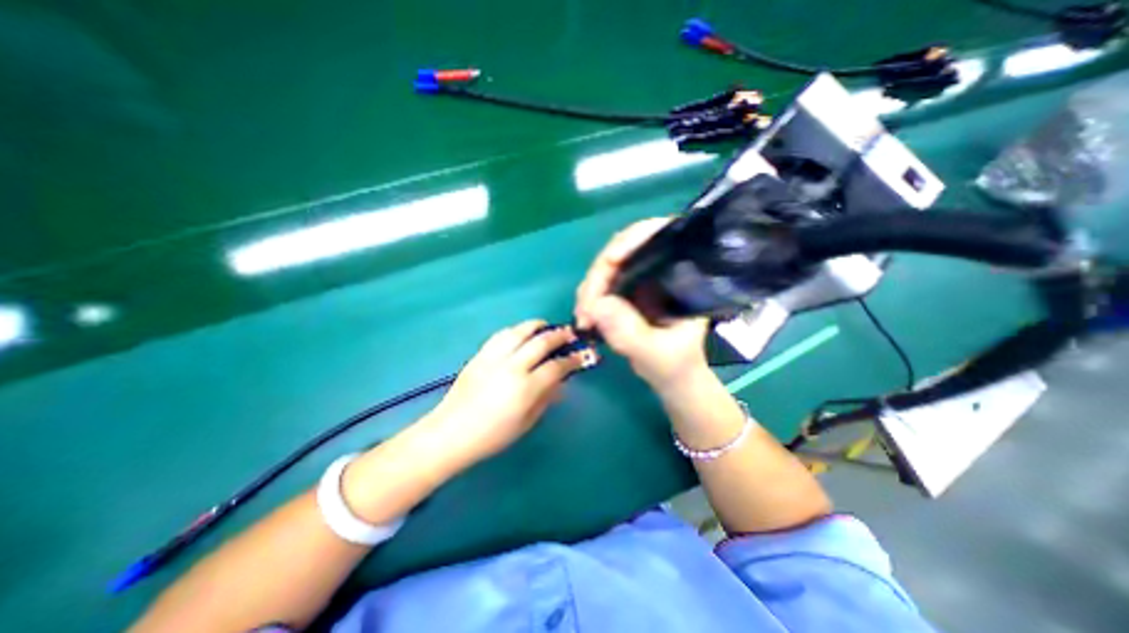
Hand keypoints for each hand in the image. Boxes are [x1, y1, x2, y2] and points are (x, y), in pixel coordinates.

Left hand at [423, 320, 593, 467]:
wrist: (451, 432)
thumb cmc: (492, 436)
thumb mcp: (527, 422)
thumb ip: (546, 398)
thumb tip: (561, 382)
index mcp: (526, 388)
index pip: (556, 366)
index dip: (572, 359)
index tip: (581, 356)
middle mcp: (512, 367)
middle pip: (541, 342)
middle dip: (559, 335)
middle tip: (569, 334)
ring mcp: (494, 358)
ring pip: (520, 331)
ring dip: (537, 326)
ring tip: (546, 326)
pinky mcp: (480, 355)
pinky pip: (501, 335)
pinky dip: (516, 330)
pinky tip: (521, 333)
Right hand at [577, 220, 707, 391]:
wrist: (672, 377)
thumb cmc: (676, 364)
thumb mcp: (657, 354)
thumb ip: (630, 333)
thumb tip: (595, 305)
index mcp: (682, 273)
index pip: (659, 235)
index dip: (633, 240)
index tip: (611, 261)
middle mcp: (660, 268)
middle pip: (624, 249)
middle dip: (599, 275)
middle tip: (586, 309)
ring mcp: (641, 278)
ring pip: (608, 267)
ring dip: (590, 289)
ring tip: (583, 318)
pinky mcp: (626, 290)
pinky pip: (601, 284)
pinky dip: (590, 298)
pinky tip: (585, 317)